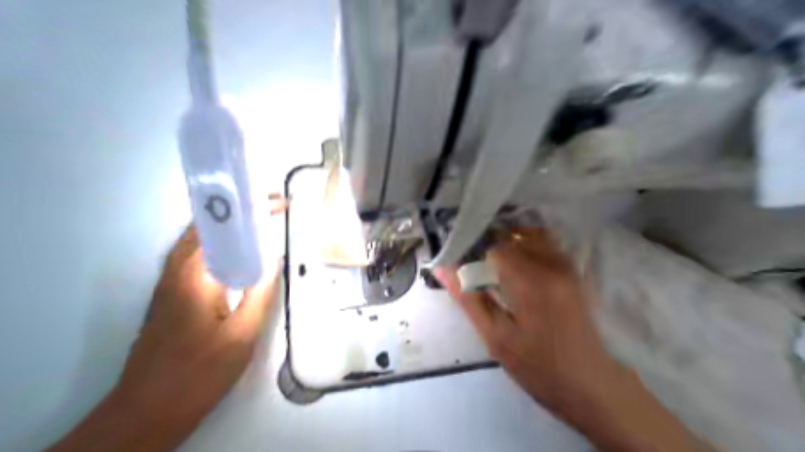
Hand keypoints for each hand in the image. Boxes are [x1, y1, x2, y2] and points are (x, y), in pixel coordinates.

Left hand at [47, 195, 287, 451]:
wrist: (148, 409)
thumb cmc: (199, 371)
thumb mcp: (242, 335)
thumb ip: (261, 293)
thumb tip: (275, 261)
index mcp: (194, 274)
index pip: (221, 225)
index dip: (250, 209)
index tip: (278, 203)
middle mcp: (176, 270)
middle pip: (207, 225)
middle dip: (241, 212)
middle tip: (273, 210)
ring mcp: (169, 282)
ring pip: (201, 240)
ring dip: (231, 227)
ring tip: (263, 226)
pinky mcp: (170, 294)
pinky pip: (198, 257)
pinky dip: (222, 246)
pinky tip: (242, 258)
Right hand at [439, 229, 706, 451]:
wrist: (594, 387)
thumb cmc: (540, 368)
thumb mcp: (497, 339)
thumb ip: (469, 299)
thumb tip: (443, 268)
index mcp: (531, 279)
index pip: (494, 245)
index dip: (472, 249)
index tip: (460, 261)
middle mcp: (552, 264)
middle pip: (512, 237)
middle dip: (489, 244)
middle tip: (473, 265)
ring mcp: (567, 266)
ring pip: (530, 237)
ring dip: (508, 243)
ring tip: (492, 263)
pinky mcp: (574, 273)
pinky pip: (546, 246)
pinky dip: (526, 247)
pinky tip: (516, 267)